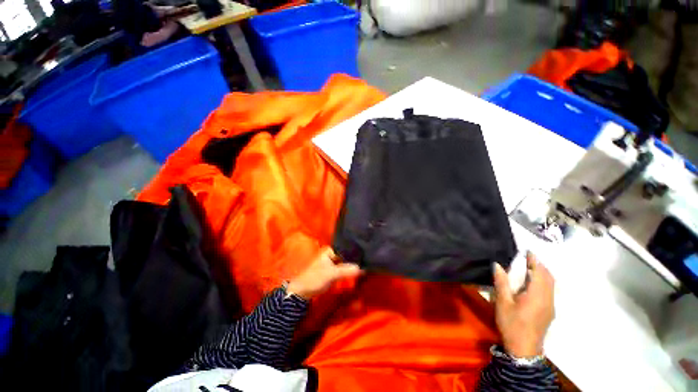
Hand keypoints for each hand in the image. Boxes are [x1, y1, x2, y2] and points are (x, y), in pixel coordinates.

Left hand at [287, 247, 362, 299]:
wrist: (302, 292)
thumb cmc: (315, 278)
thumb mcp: (331, 274)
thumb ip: (346, 270)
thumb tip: (362, 268)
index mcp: (330, 250)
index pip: (346, 248)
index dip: (355, 251)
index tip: (367, 252)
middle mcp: (332, 254)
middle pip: (346, 255)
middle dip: (355, 258)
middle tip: (368, 258)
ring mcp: (332, 262)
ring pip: (346, 262)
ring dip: (353, 264)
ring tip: (366, 263)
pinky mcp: (333, 270)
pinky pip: (344, 268)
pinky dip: (349, 270)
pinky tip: (358, 271)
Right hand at [493, 252, 554, 357]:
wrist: (524, 349)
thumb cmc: (512, 324)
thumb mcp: (503, 302)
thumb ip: (502, 282)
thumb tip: (497, 265)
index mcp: (537, 295)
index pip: (540, 273)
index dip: (535, 261)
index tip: (528, 251)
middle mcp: (548, 299)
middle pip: (549, 278)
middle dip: (540, 266)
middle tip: (528, 258)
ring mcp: (550, 306)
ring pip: (551, 285)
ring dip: (542, 273)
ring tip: (530, 267)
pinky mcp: (549, 311)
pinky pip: (549, 291)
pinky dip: (543, 281)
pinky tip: (533, 283)